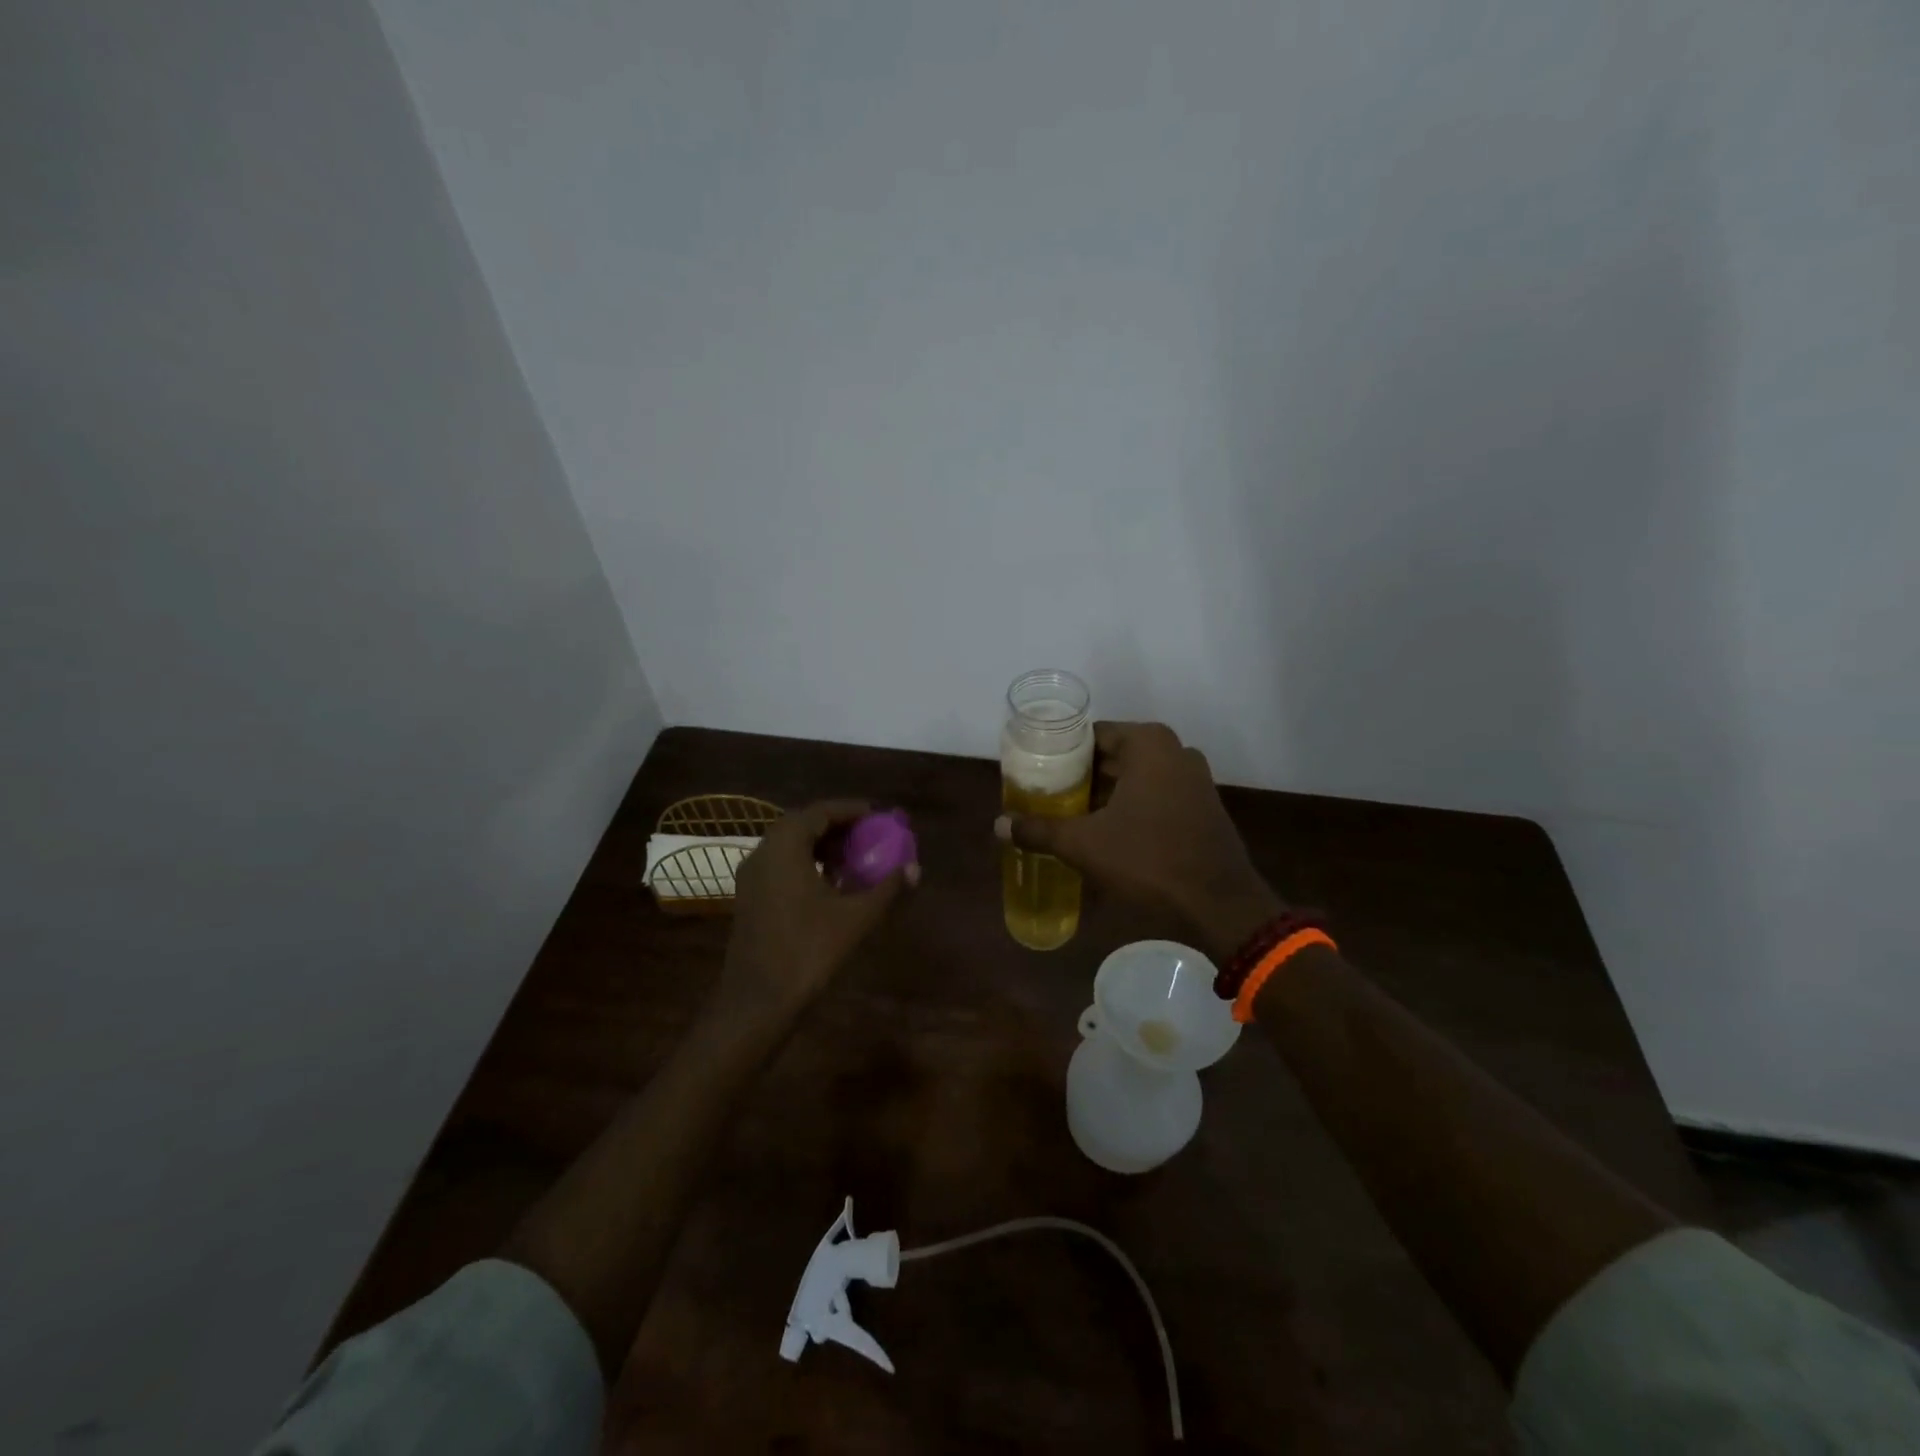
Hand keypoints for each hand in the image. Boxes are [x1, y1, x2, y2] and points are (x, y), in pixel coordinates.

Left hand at [715, 800, 916, 1028]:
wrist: (758, 1001)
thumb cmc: (808, 951)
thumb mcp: (856, 917)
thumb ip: (886, 888)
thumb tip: (915, 869)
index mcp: (785, 847)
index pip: (820, 812)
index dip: (851, 810)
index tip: (878, 815)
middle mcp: (763, 852)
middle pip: (802, 824)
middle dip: (837, 826)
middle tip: (869, 834)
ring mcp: (751, 876)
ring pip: (789, 846)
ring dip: (821, 845)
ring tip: (854, 858)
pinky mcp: (749, 898)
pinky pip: (780, 865)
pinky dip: (806, 863)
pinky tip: (830, 884)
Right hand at [995, 722, 1280, 961]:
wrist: (1219, 904)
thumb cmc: (1148, 860)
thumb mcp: (1084, 845)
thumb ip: (1039, 830)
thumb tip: (998, 825)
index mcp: (1148, 744)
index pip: (1090, 735)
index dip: (1060, 755)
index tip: (1036, 774)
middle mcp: (1175, 751)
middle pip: (1112, 756)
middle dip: (1080, 777)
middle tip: (1046, 797)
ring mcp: (1193, 778)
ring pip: (1134, 778)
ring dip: (1104, 795)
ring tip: (1069, 816)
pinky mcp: (1202, 805)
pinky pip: (1155, 795)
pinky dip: (1130, 807)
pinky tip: (1106, 832)